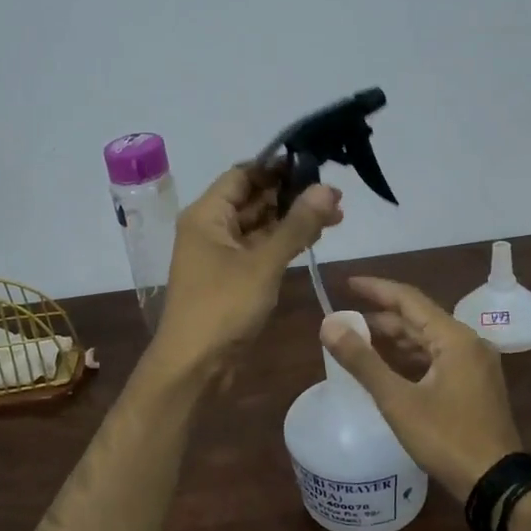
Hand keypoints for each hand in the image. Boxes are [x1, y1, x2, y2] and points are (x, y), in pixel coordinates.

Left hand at [150, 165, 343, 381]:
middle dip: (291, 194)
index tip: (315, 164)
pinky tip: (314, 238)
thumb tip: (328, 188)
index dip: (277, 167)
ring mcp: (220, 254)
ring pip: (259, 225)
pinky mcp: (231, 277)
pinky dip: (283, 242)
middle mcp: (210, 228)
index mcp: (206, 215)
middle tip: (335, 195)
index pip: (243, 174)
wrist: (194, 367)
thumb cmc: (222, 307)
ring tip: (336, 214)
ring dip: (291, 219)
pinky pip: (259, 249)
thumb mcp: (263, 263)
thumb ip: (297, 225)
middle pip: (252, 198)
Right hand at [321, 277, 522, 498]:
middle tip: (346, 318)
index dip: (375, 289)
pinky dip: (411, 356)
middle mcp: (470, 343)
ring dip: (395, 337)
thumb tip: (329, 325)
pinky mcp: (475, 384)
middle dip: (382, 316)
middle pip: (419, 318)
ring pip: (428, 339)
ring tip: (361, 340)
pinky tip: (390, 365)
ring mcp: (476, 364)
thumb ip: (362, 360)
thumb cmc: (446, 438)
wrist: (495, 483)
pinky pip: (438, 357)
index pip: (409, 299)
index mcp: (455, 338)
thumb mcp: (398, 400)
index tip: (347, 283)